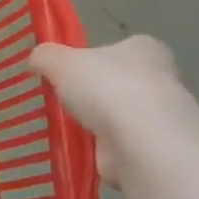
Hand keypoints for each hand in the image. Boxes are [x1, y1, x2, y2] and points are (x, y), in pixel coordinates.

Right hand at [29, 36, 189, 186]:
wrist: (140, 140)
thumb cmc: (106, 87)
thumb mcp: (61, 62)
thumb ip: (46, 56)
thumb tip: (37, 58)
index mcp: (144, 49)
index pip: (120, 48)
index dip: (96, 59)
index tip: (72, 72)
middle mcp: (160, 78)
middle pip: (121, 82)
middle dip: (97, 93)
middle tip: (66, 100)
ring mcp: (160, 117)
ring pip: (121, 115)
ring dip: (99, 123)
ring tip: (68, 127)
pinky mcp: (153, 149)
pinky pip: (119, 145)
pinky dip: (101, 148)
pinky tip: (81, 150)